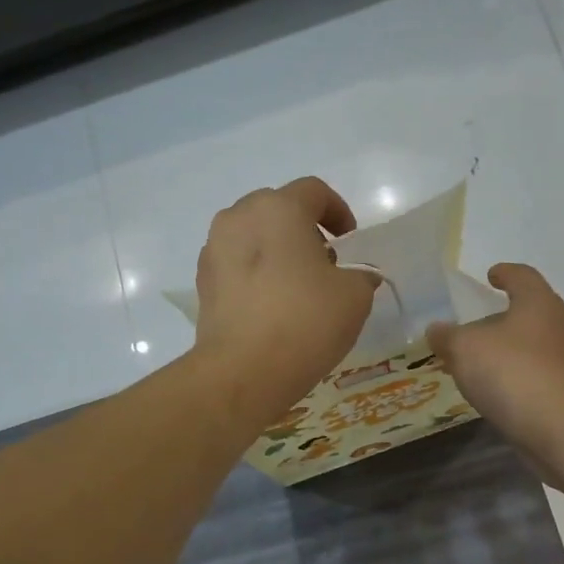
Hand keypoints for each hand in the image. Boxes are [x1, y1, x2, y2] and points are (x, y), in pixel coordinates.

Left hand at [193, 178, 378, 421]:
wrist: (242, 371)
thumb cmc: (304, 323)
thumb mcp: (354, 297)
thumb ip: (360, 276)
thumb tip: (357, 277)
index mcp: (278, 208)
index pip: (313, 192)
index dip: (338, 211)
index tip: (349, 240)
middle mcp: (238, 218)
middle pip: (277, 210)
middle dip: (303, 230)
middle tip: (323, 263)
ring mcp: (214, 250)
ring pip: (252, 237)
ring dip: (276, 252)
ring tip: (295, 287)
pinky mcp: (202, 284)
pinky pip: (235, 266)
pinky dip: (254, 275)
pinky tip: (270, 306)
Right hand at [426, 264, 563, 456]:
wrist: (563, 429)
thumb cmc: (513, 374)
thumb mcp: (465, 350)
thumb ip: (447, 336)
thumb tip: (436, 330)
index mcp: (541, 303)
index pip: (523, 277)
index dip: (505, 274)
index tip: (492, 275)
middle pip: (535, 313)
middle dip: (507, 319)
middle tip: (480, 331)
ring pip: (541, 346)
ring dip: (516, 352)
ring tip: (489, 366)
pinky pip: (546, 376)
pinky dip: (525, 378)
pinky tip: (506, 393)